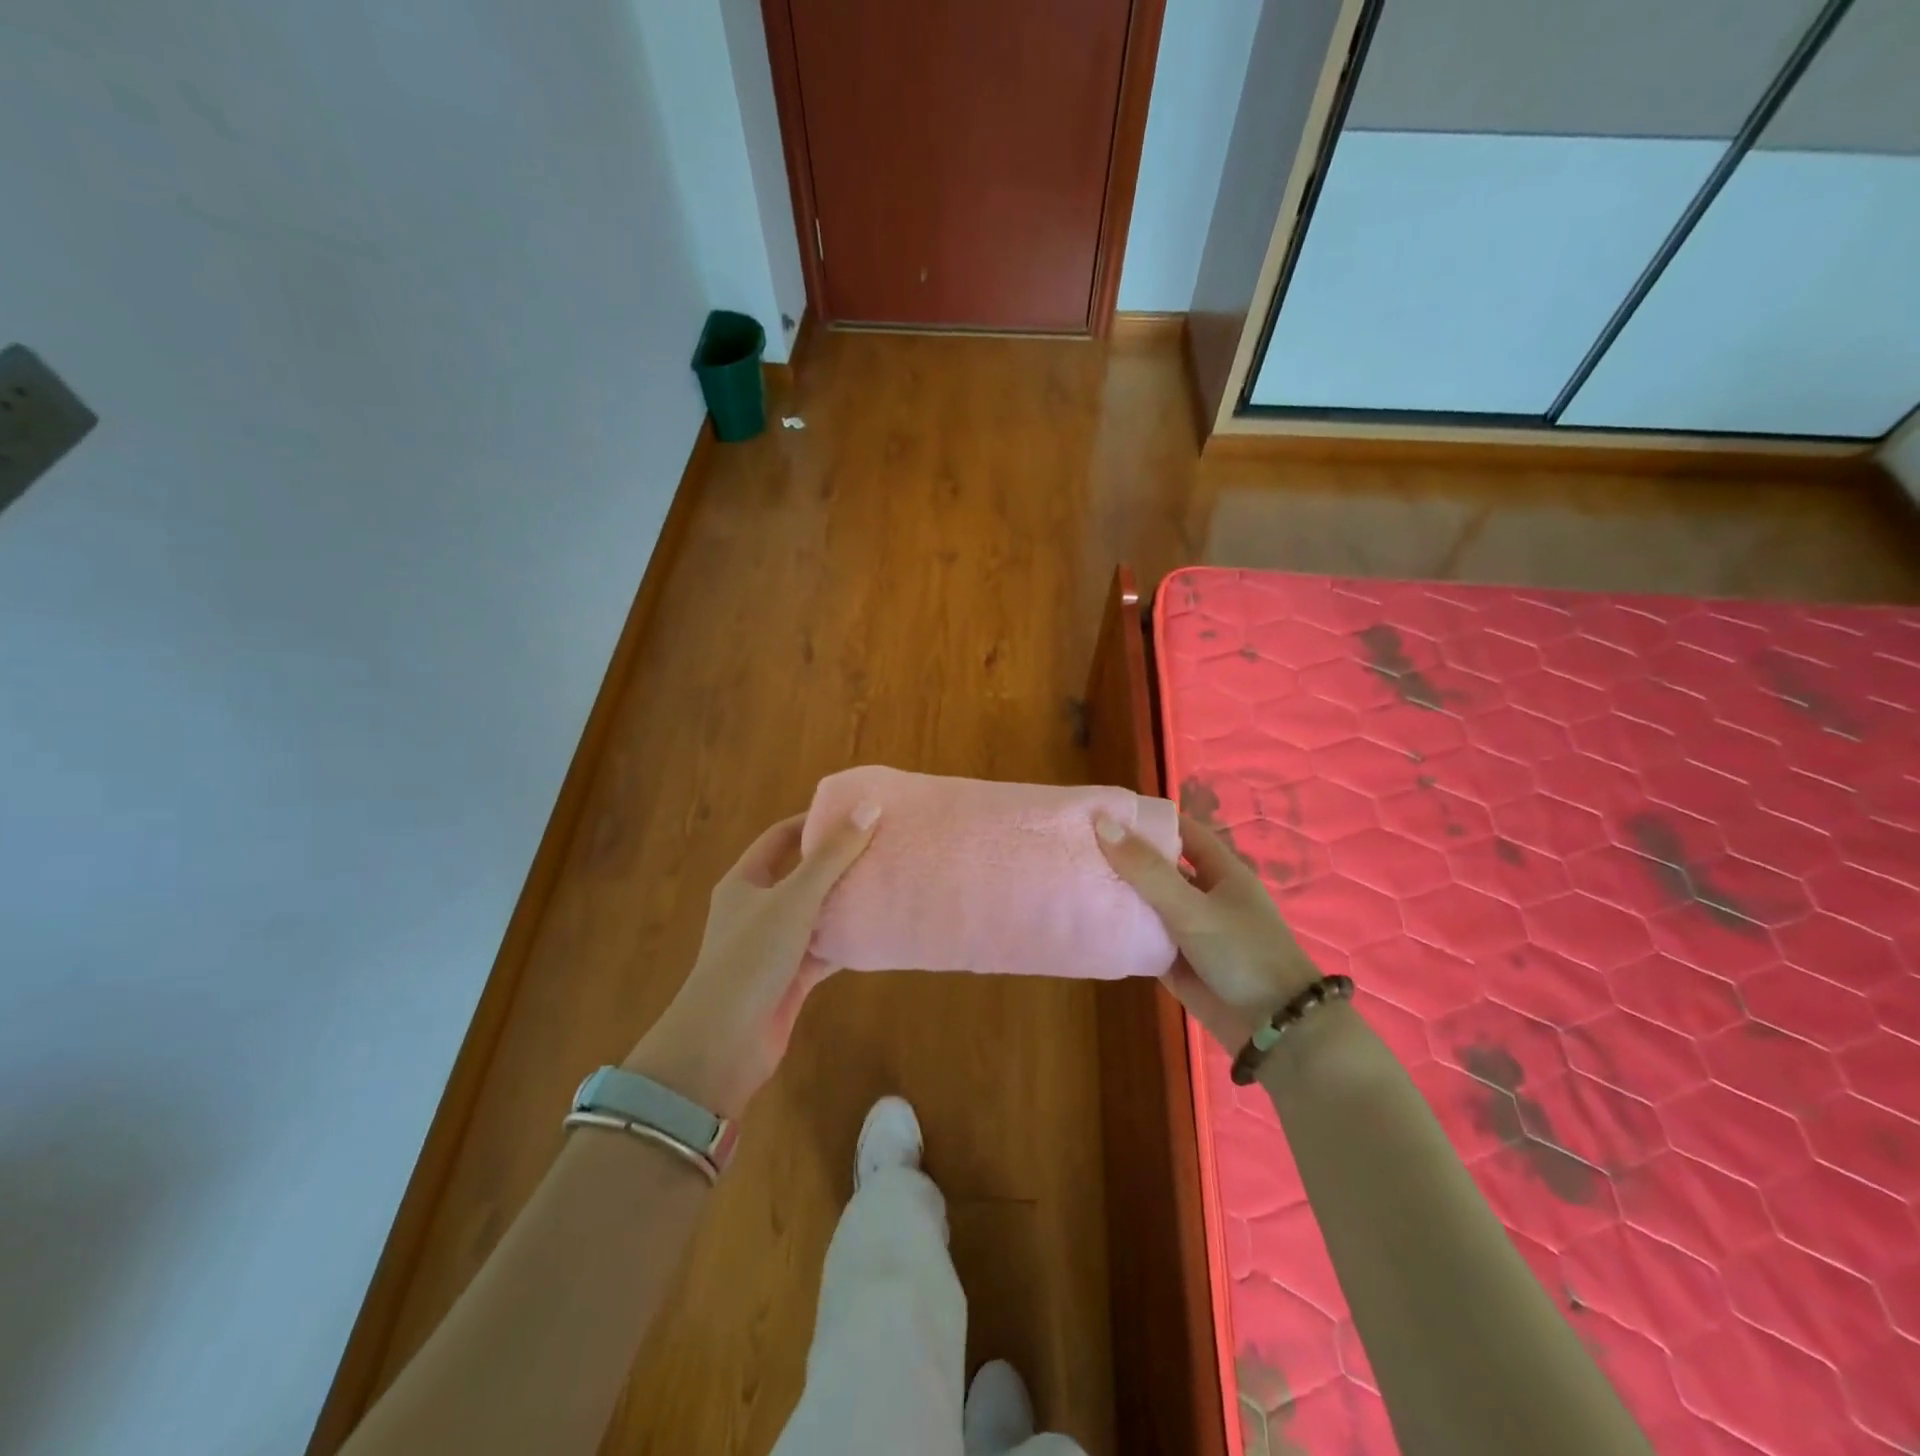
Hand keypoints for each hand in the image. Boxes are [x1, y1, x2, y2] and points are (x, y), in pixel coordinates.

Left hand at [624, 804, 879, 1117]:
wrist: (723, 1044)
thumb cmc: (751, 958)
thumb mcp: (793, 899)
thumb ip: (832, 857)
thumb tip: (869, 807)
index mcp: (745, 882)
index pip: (780, 838)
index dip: (814, 822)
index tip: (855, 812)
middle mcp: (757, 909)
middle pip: (802, 875)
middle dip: (837, 862)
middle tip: (880, 846)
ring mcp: (774, 946)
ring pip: (816, 914)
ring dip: (846, 903)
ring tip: (887, 882)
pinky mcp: (791, 978)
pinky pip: (825, 950)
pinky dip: (848, 941)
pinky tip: (879, 930)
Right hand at [1097, 811, 1321, 1049]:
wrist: (1273, 1028)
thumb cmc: (1242, 952)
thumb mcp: (1193, 907)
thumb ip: (1147, 870)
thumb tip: (1102, 824)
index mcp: (1220, 871)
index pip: (1181, 831)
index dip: (1148, 819)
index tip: (1105, 811)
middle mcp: (1203, 895)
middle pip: (1159, 867)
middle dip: (1124, 857)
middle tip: (1077, 845)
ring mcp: (1189, 929)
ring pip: (1147, 903)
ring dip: (1119, 894)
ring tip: (1072, 877)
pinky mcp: (1175, 961)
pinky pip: (1143, 938)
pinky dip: (1120, 930)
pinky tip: (1087, 920)